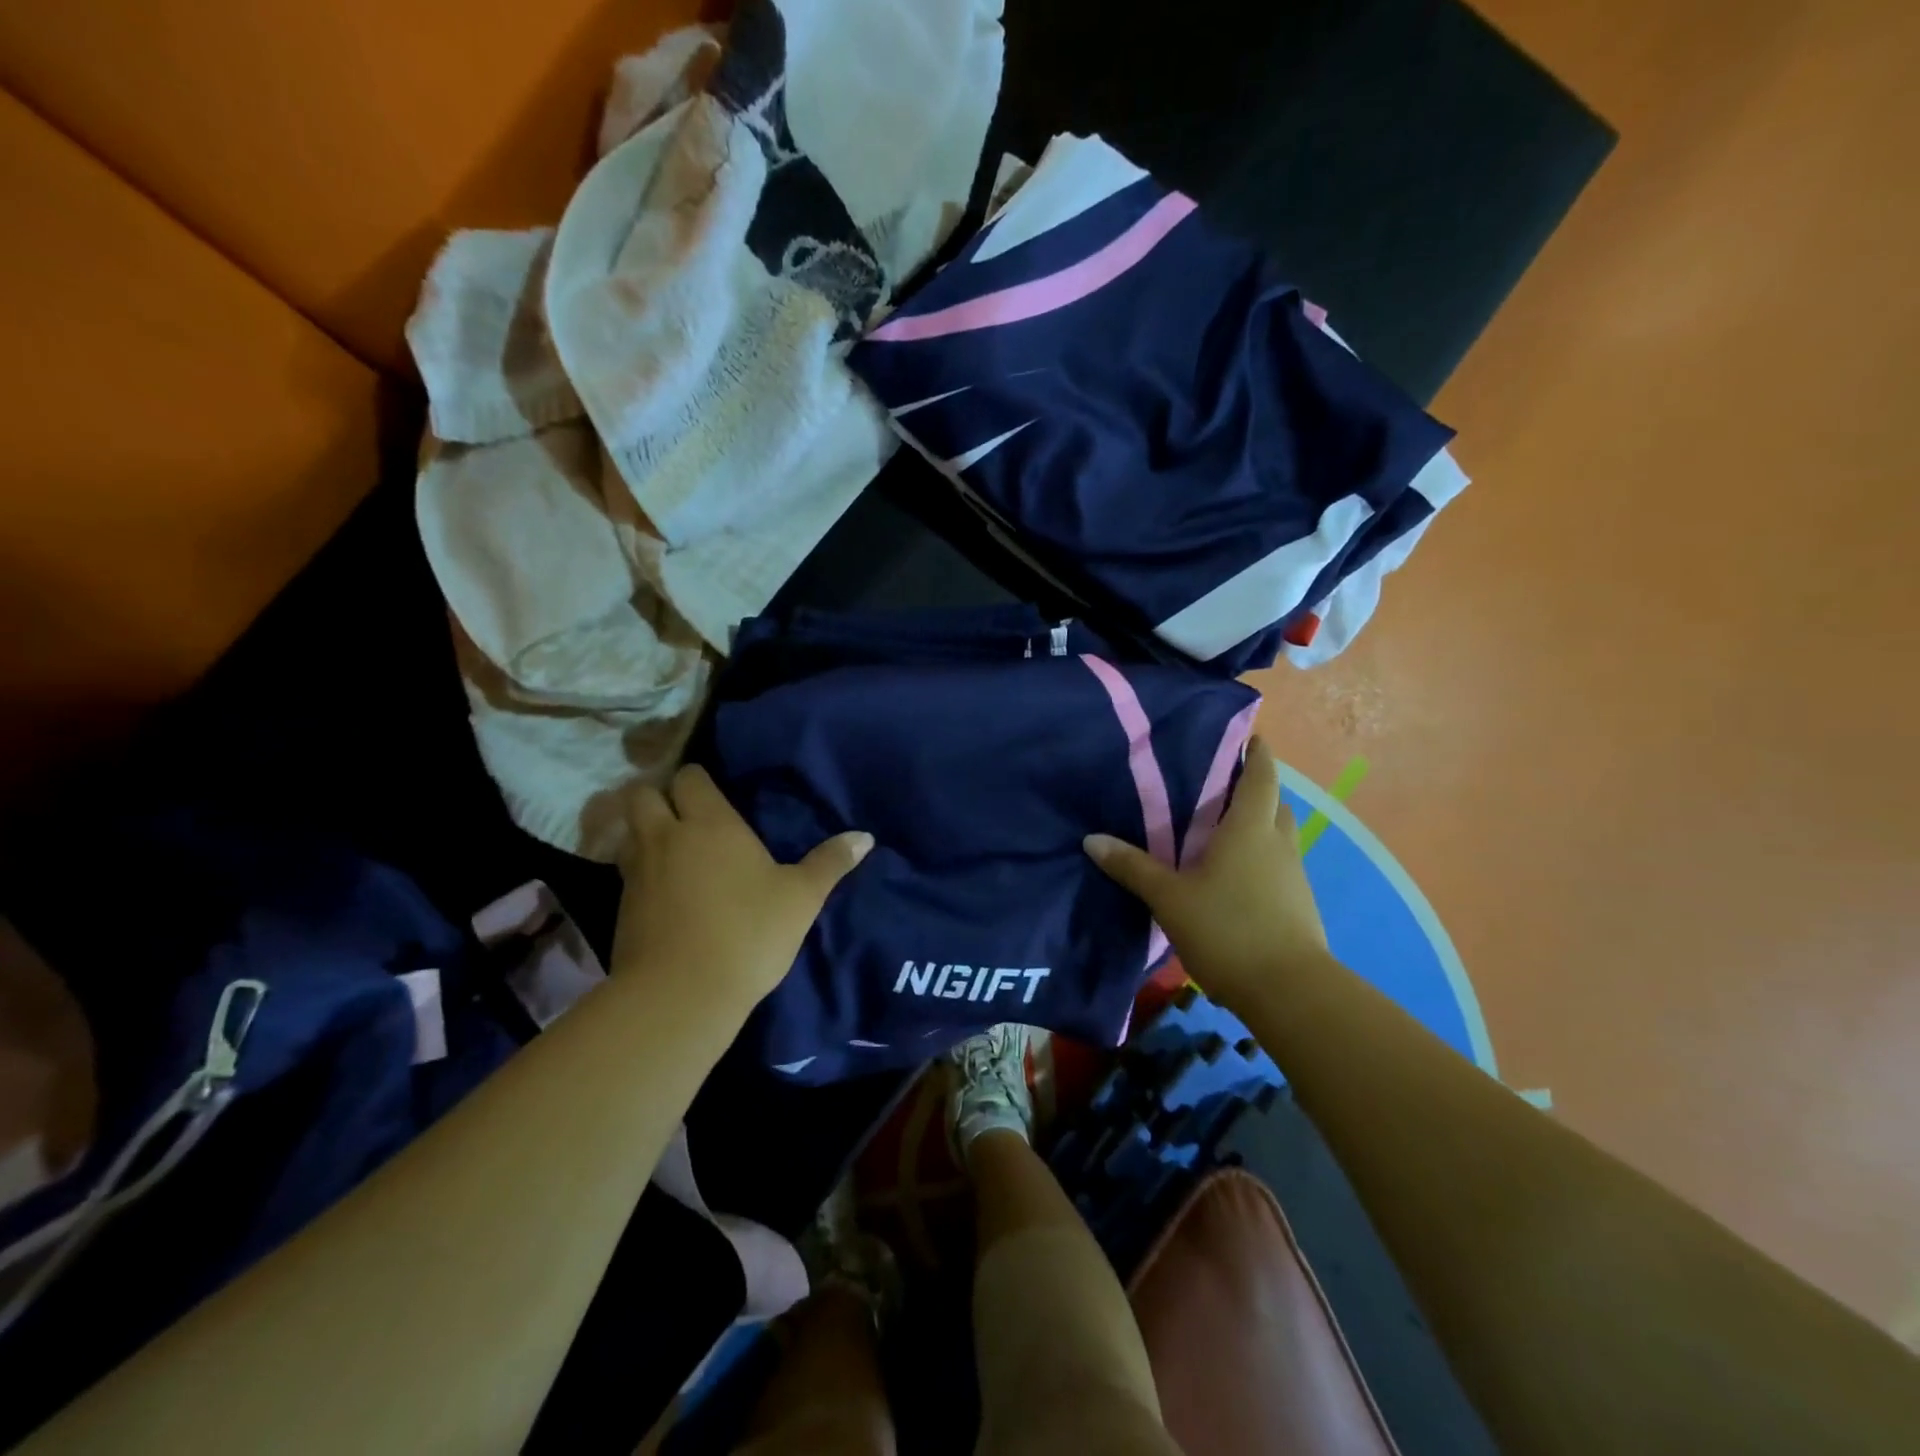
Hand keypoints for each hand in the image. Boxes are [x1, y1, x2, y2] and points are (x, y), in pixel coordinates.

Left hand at [611, 764, 872, 1009]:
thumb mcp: (801, 898)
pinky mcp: (621, 907)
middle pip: (642, 794)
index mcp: (710, 823)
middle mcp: (666, 836)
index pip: (691, 777)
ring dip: (644, 831)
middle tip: (684, 813)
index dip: (699, 779)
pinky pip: (627, 871)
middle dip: (658, 795)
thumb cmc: (749, 933)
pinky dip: (640, 870)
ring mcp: (637, 872)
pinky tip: (663, 890)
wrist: (681, 995)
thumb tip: (866, 837)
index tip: (715, 792)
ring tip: (671, 848)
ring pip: (629, 831)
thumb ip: (830, 862)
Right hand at [1084, 737, 1329, 1010]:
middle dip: (1253, 791)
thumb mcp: (1169, 897)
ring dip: (1257, 828)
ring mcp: (1293, 876)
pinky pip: (1278, 867)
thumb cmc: (1227, 928)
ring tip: (1219, 833)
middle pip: (1274, 804)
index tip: (1246, 737)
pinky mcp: (1298, 905)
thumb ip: (1132, 867)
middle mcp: (1278, 843)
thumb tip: (1092, 839)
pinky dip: (1259, 860)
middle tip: (1217, 789)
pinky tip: (1232, 878)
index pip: (1262, 776)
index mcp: (1250, 828)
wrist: (1288, 992)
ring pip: (1277, 837)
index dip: (1257, 753)